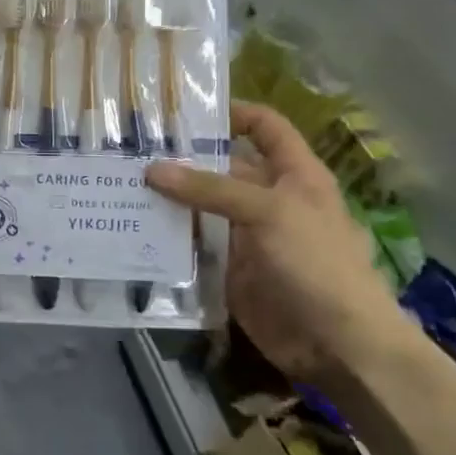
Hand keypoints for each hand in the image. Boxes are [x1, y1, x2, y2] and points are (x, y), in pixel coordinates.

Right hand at [147, 101, 399, 383]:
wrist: (336, 343)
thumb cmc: (316, 263)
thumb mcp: (268, 213)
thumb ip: (210, 189)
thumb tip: (152, 168)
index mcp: (293, 175)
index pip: (265, 128)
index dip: (234, 113)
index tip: (185, 111)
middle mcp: (267, 199)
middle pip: (221, 167)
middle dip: (182, 159)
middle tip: (129, 151)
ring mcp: (246, 235)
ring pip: (201, 207)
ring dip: (168, 199)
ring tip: (118, 184)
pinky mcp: (227, 268)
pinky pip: (193, 244)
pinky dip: (167, 237)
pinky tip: (131, 227)